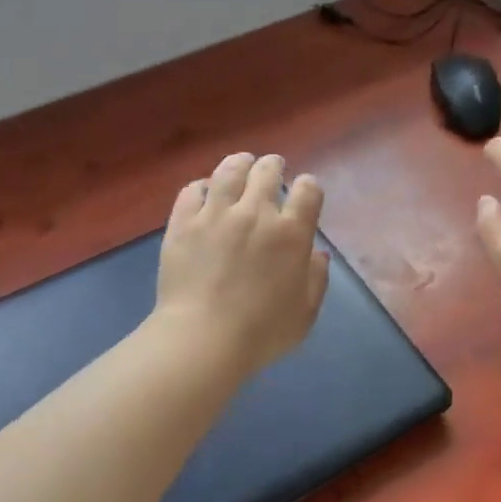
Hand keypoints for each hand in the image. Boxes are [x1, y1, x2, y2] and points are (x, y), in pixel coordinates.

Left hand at [155, 152, 330, 373]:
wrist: (203, 338)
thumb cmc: (262, 332)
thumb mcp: (305, 313)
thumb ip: (316, 279)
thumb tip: (317, 253)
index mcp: (291, 233)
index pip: (308, 191)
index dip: (308, 187)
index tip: (305, 192)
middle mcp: (256, 213)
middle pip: (267, 172)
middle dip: (274, 166)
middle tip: (273, 168)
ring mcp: (216, 214)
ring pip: (229, 171)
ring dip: (240, 163)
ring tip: (242, 163)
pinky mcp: (183, 223)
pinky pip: (192, 191)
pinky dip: (201, 186)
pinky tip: (204, 189)